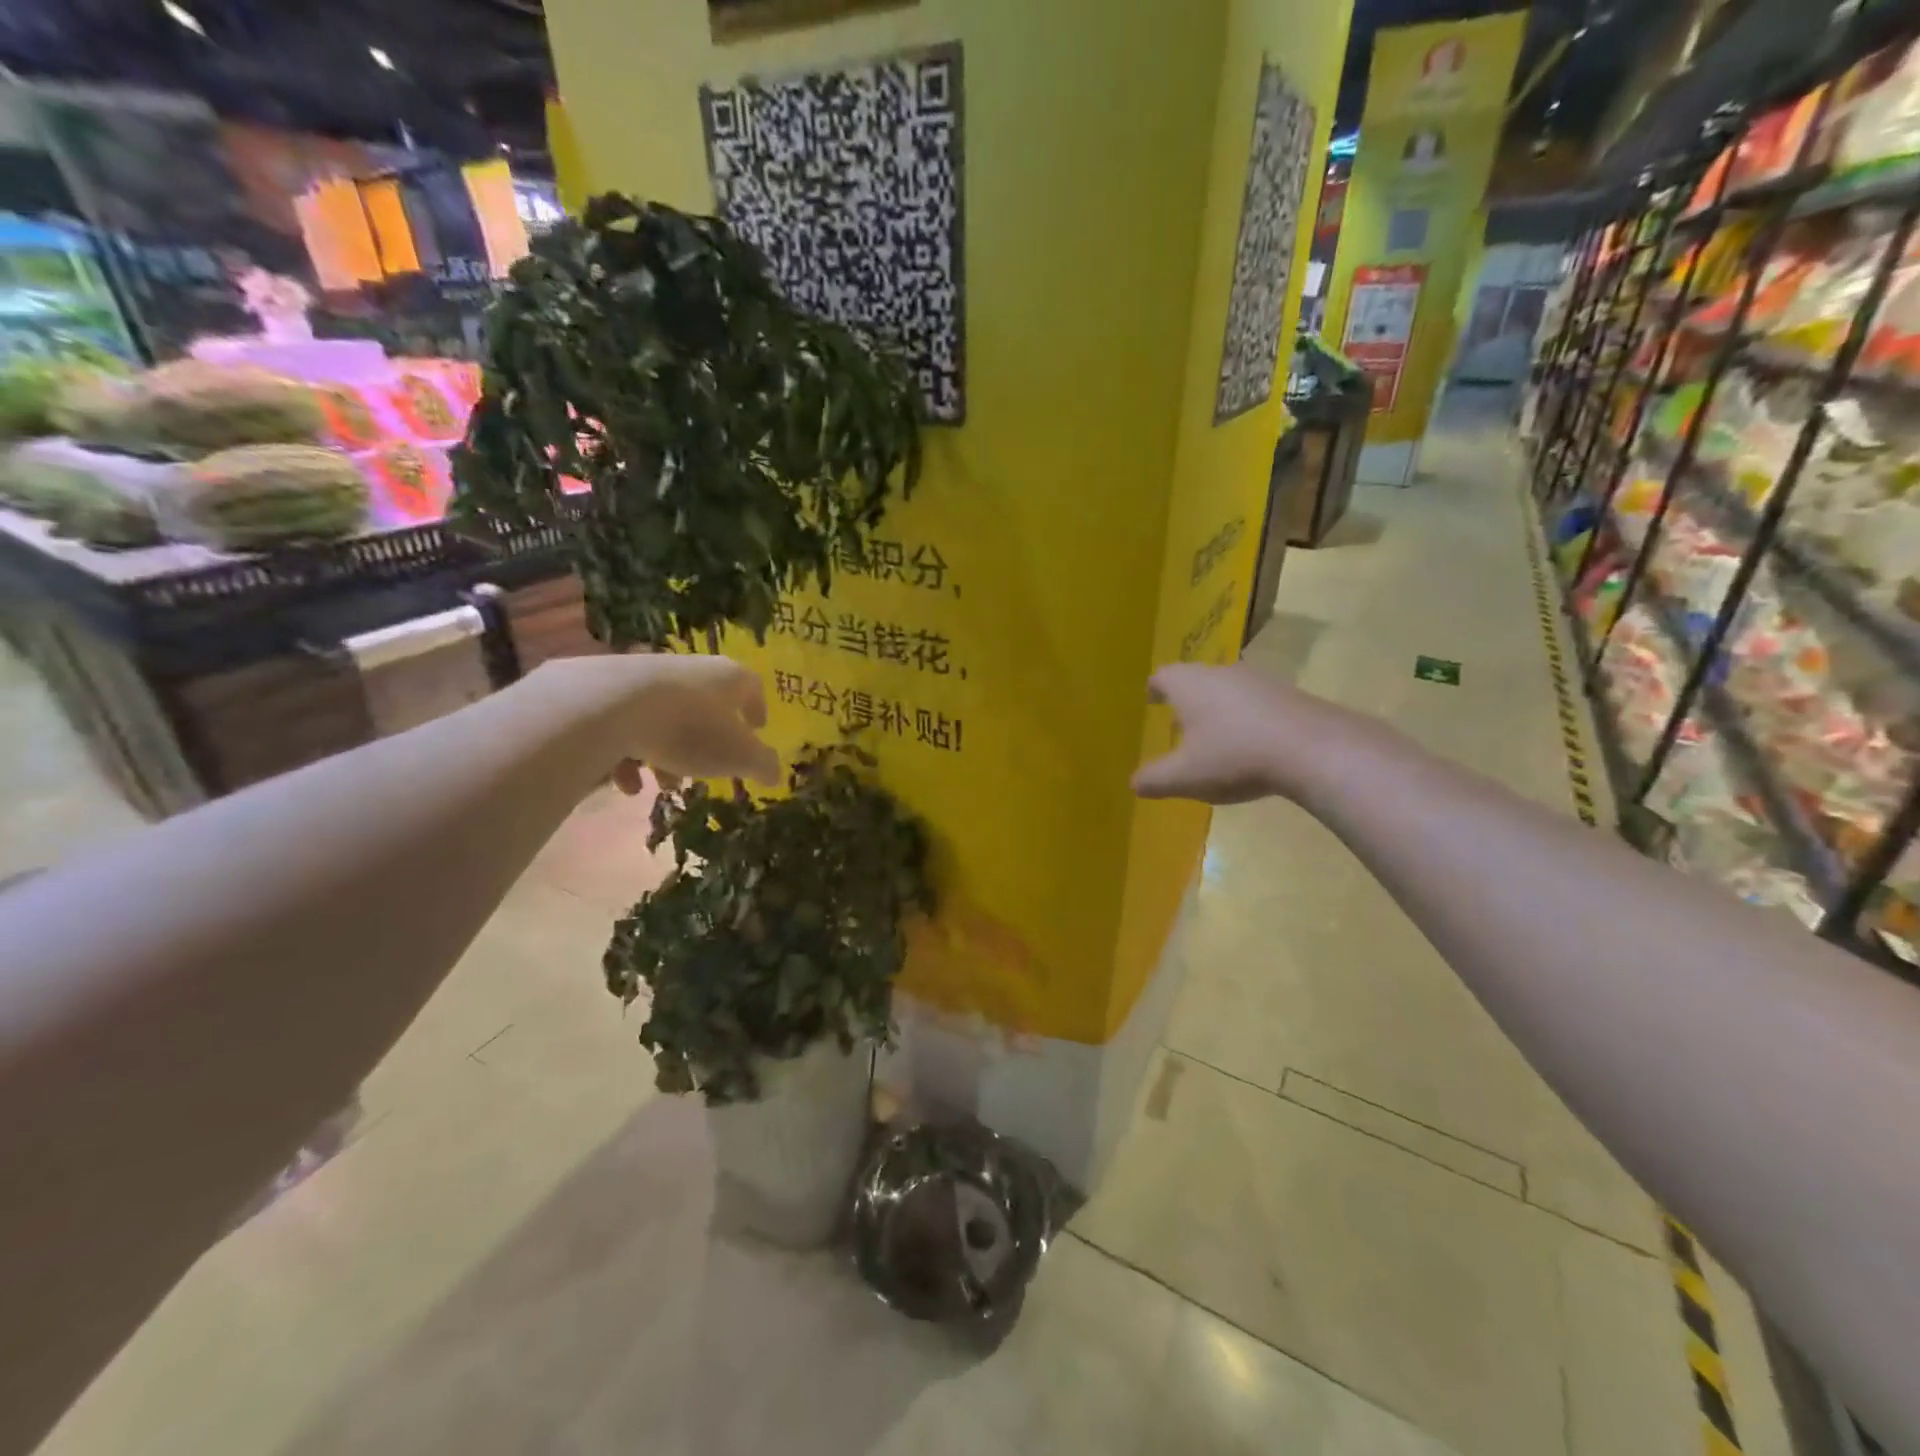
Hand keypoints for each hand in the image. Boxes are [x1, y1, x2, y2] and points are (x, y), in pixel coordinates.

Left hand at [532, 654, 780, 790]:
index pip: (752, 687)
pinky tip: (626, 784)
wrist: (610, 705)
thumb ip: (762, 765)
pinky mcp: (609, 689)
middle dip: (707, 741)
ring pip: (666, 717)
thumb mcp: (738, 756)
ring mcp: (647, 676)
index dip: (757, 709)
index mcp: (729, 678)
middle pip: (707, 705)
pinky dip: (630, 754)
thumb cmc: (690, 728)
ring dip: (668, 753)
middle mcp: (691, 669)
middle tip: (707, 769)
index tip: (757, 728)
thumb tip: (776, 774)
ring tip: (662, 784)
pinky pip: (628, 724)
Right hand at [1132, 663, 1367, 804]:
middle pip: (1195, 679)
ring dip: (1218, 709)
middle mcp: (1220, 673)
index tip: (1151, 700)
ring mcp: (1258, 680)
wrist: (1313, 749)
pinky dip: (1246, 718)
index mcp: (1188, 685)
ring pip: (1227, 689)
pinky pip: (1256, 702)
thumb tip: (1134, 783)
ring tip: (1214, 736)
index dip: (1154, 689)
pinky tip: (1251, 744)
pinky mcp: (1288, 694)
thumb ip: (1154, 779)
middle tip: (1178, 723)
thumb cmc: (1234, 756)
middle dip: (1185, 700)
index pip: (1162, 676)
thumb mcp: (1184, 777)